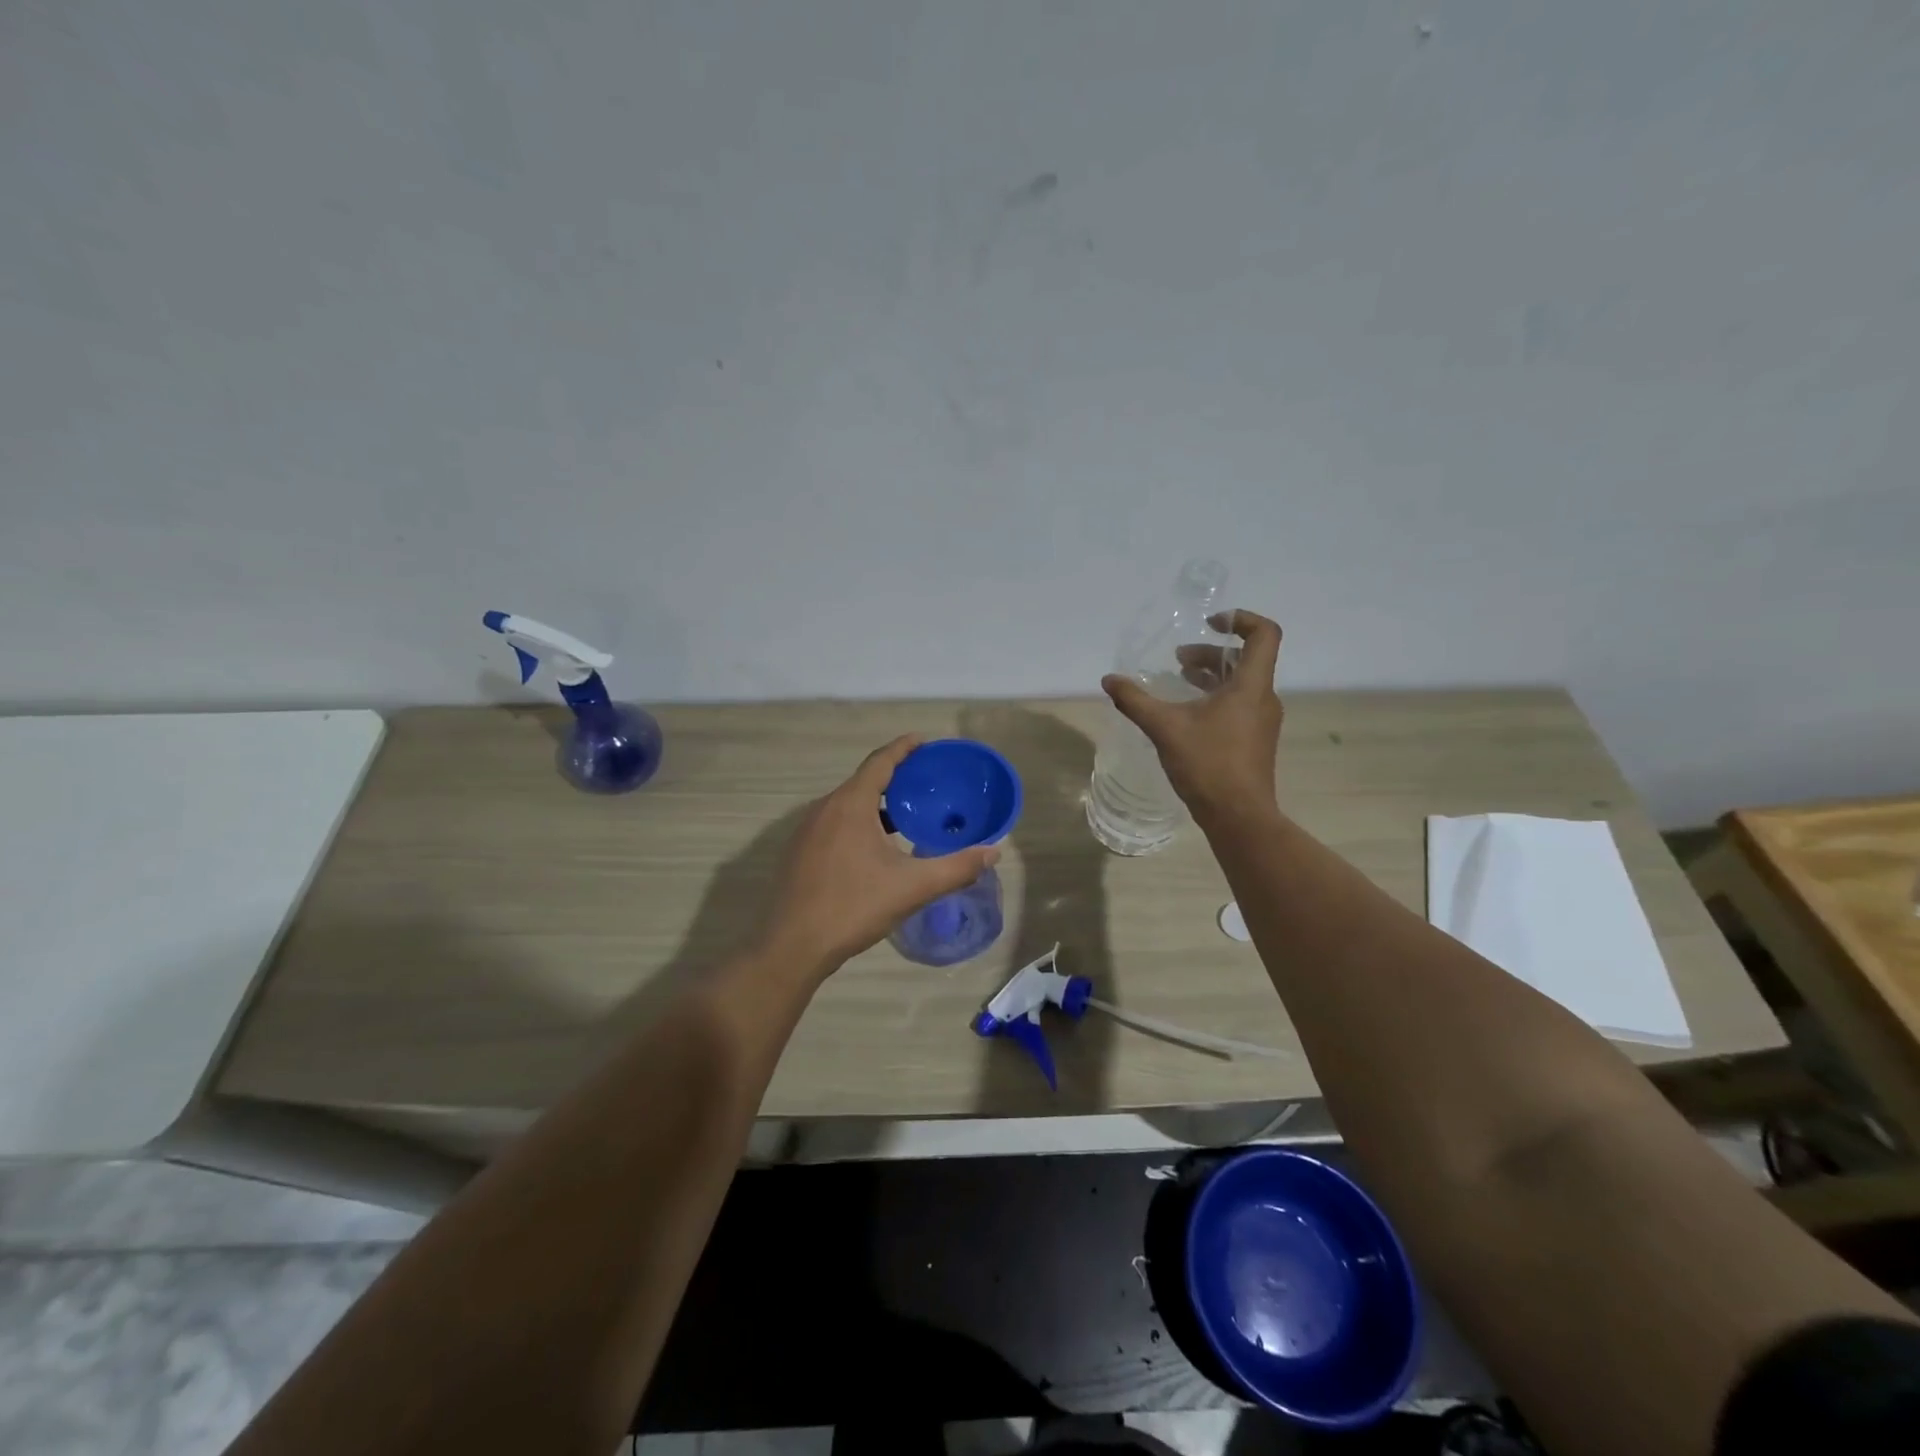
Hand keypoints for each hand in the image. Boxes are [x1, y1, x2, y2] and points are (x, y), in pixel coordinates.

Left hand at [760, 736, 1001, 974]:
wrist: (793, 946)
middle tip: (927, 783)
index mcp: (850, 804)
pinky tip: (875, 847)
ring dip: (877, 803)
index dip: (904, 748)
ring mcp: (807, 830)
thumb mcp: (913, 887)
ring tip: (907, 815)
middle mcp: (825, 808)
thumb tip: (993, 852)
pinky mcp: (800, 851)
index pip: (880, 761)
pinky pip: (835, 822)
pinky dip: (859, 821)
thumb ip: (957, 868)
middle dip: (895, 777)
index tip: (925, 741)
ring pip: (848, 804)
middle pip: (864, 780)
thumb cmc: (853, 907)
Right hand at [1102, 609, 1284, 828]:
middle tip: (1178, 660)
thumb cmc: (1207, 765)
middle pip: (1245, 658)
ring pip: (1241, 683)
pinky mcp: (1255, 740)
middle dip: (1210, 652)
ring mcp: (1262, 721)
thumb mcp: (1165, 728)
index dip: (1241, 619)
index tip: (1210, 623)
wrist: (1238, 816)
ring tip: (1179, 681)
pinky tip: (1187, 714)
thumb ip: (1135, 700)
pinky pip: (1239, 704)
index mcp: (1251, 686)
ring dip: (1211, 676)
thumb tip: (1109, 680)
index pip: (1264, 634)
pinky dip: (1215, 697)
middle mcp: (1263, 698)